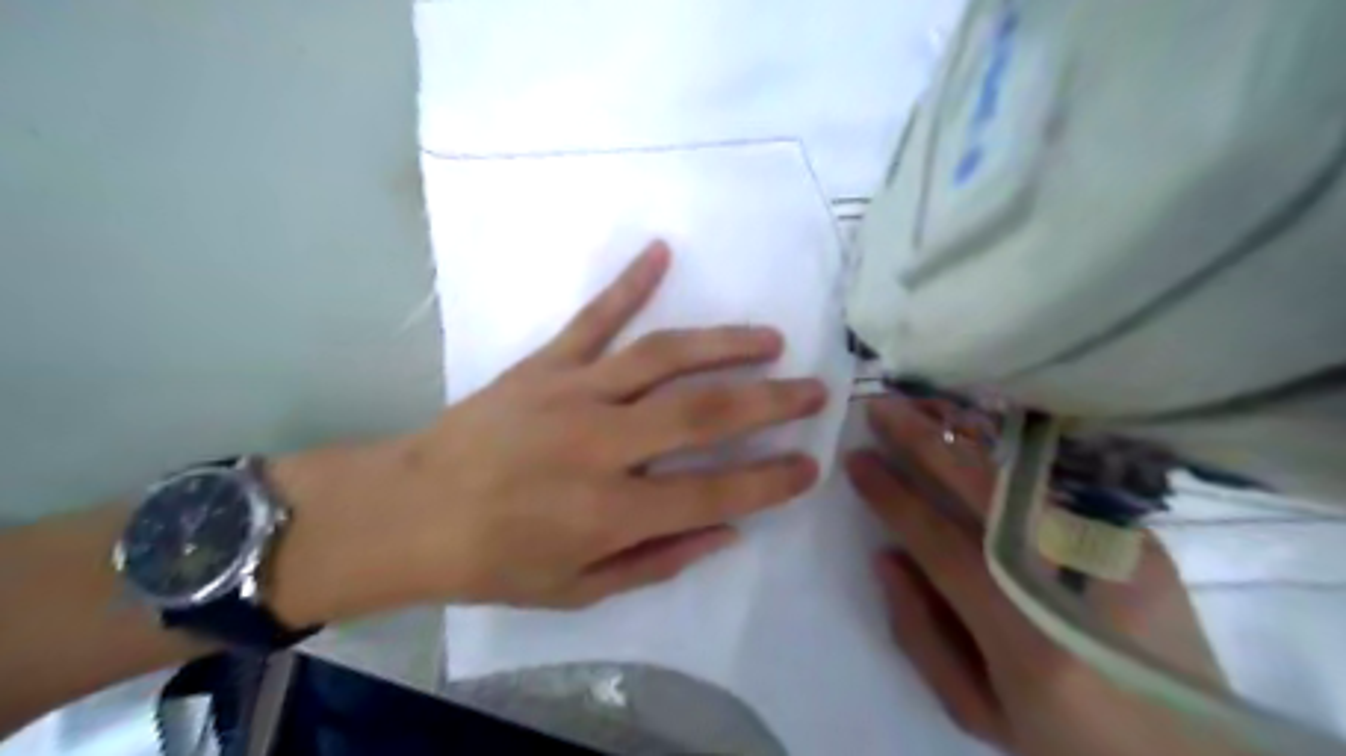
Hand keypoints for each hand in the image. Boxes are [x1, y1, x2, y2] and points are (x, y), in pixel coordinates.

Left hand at [267, 241, 824, 626]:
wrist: (409, 511)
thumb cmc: (495, 560)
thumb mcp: (577, 589)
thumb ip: (657, 560)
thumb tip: (727, 532)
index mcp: (610, 511)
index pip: (715, 493)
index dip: (770, 480)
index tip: (811, 464)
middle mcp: (602, 445)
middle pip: (704, 413)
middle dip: (770, 402)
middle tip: (814, 391)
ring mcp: (573, 393)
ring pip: (664, 357)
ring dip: (724, 343)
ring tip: (769, 339)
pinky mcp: (544, 365)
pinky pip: (593, 318)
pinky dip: (629, 283)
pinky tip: (661, 252)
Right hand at [844, 400, 1232, 751]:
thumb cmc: (1068, 743)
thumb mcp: (978, 712)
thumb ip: (920, 632)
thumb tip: (886, 554)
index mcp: (1031, 641)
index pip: (942, 544)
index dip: (893, 497)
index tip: (856, 460)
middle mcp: (1080, 584)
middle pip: (987, 491)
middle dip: (925, 441)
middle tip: (881, 406)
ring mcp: (1120, 554)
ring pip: (1024, 474)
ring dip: (965, 435)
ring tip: (922, 407)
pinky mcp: (1139, 540)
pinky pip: (1055, 483)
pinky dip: (1004, 454)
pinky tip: (974, 436)